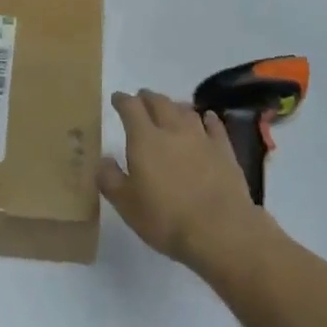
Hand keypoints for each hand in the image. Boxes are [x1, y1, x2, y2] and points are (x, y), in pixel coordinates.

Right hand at [99, 90, 269, 272]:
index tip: (117, 98)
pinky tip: (207, 118)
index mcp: (144, 139)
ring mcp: (201, 137)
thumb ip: (110, 179)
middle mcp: (172, 130)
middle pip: (159, 102)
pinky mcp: (224, 150)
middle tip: (141, 98)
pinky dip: (208, 119)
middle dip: (148, 97)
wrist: (219, 229)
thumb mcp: (126, 205)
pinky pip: (214, 126)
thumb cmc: (165, 218)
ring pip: (186, 111)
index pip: (131, 108)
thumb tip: (103, 160)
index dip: (122, 100)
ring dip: (175, 105)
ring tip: (170, 107)